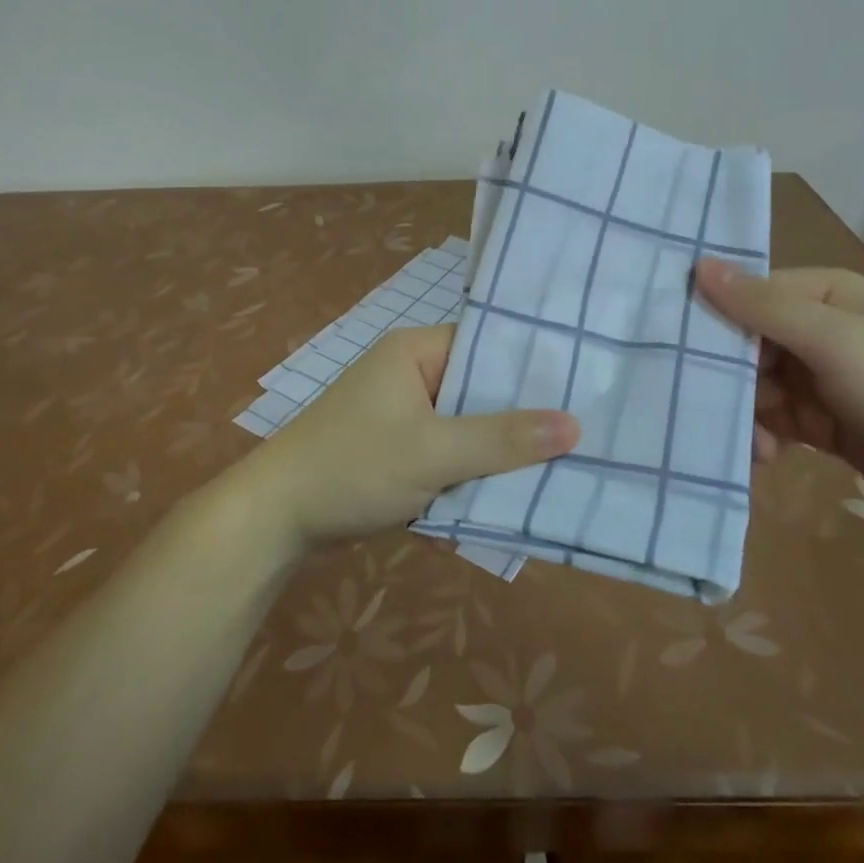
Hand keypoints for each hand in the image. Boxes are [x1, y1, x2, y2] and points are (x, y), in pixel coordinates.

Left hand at [224, 326, 579, 551]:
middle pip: (479, 388)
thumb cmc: (353, 466)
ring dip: (498, 448)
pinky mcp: (398, 449)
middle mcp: (410, 373)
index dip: (531, 367)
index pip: (486, 345)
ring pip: (466, 425)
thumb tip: (574, 425)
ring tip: (564, 464)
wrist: (278, 517)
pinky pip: (447, 451)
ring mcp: (402, 413)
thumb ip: (501, 439)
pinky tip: (513, 488)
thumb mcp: (432, 451)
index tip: (583, 389)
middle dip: (520, 416)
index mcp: (415, 351)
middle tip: (584, 434)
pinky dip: (471, 469)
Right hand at [694, 260, 863, 529]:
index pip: (745, 296)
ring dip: (744, 413)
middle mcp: (816, 331)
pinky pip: (775, 422)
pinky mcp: (825, 423)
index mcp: (821, 296)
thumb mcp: (834, 341)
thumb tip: (697, 265)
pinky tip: (763, 456)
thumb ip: (762, 307)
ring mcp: (820, 379)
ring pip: (755, 387)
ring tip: (750, 444)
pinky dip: (763, 437)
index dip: (711, 320)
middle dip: (727, 378)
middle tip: (708, 408)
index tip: (676, 351)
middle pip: (745, 345)